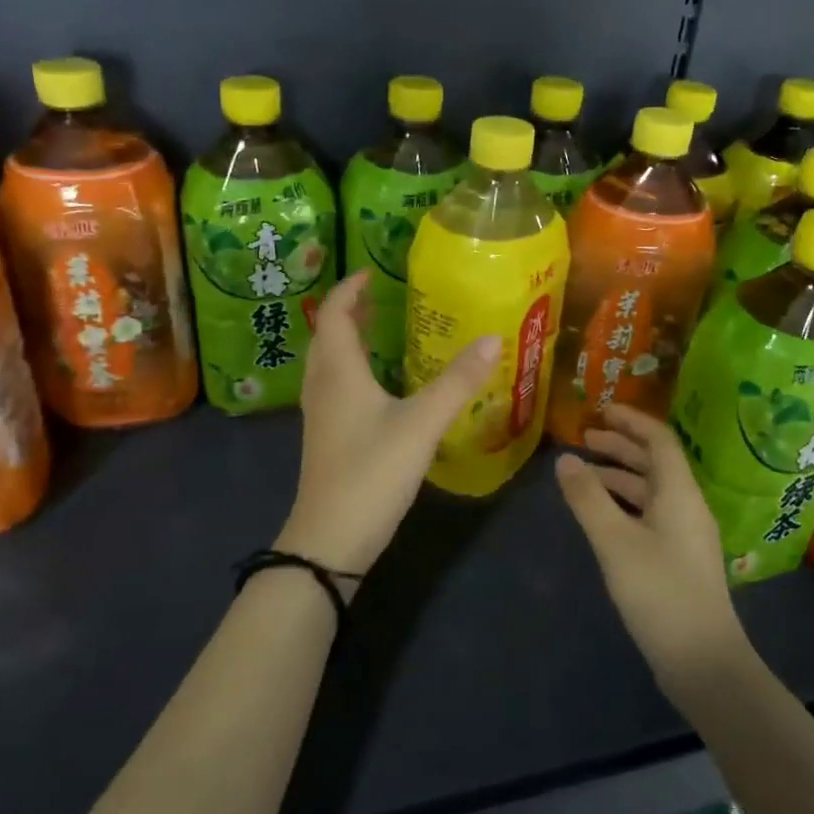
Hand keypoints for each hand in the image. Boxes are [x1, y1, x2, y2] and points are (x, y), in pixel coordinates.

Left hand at [276, 271, 499, 578]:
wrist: (330, 541)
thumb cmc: (372, 472)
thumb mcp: (422, 423)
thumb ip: (458, 381)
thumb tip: (492, 338)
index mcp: (339, 372)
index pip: (335, 315)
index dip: (350, 289)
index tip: (372, 272)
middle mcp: (323, 386)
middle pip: (328, 336)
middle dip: (350, 312)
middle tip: (381, 298)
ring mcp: (321, 415)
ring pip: (329, 363)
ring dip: (349, 340)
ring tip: (381, 332)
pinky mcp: (327, 438)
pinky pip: (335, 387)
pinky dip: (352, 370)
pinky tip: (379, 386)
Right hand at [555, 405, 749, 701]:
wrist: (702, 661)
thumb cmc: (659, 592)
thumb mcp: (614, 542)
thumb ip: (587, 498)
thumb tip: (565, 459)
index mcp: (679, 492)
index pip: (659, 439)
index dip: (631, 421)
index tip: (600, 411)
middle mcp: (687, 506)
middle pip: (655, 462)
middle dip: (621, 446)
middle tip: (584, 440)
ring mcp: (685, 534)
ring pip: (651, 490)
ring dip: (620, 476)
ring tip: (583, 475)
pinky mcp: (679, 558)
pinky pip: (650, 514)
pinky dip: (624, 504)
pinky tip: (601, 515)